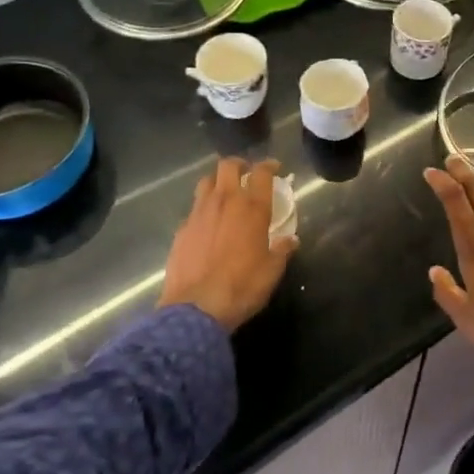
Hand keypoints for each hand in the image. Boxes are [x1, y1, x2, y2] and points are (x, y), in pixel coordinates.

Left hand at [161, 157, 296, 331]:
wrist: (196, 308)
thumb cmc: (242, 287)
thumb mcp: (272, 271)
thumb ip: (282, 250)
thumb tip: (291, 240)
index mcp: (252, 208)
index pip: (261, 173)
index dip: (268, 166)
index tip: (274, 167)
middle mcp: (225, 202)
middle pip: (228, 166)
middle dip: (239, 164)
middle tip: (246, 173)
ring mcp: (199, 213)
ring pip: (206, 182)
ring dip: (217, 182)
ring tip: (224, 193)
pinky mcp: (182, 229)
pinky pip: (194, 209)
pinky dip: (203, 209)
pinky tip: (207, 224)